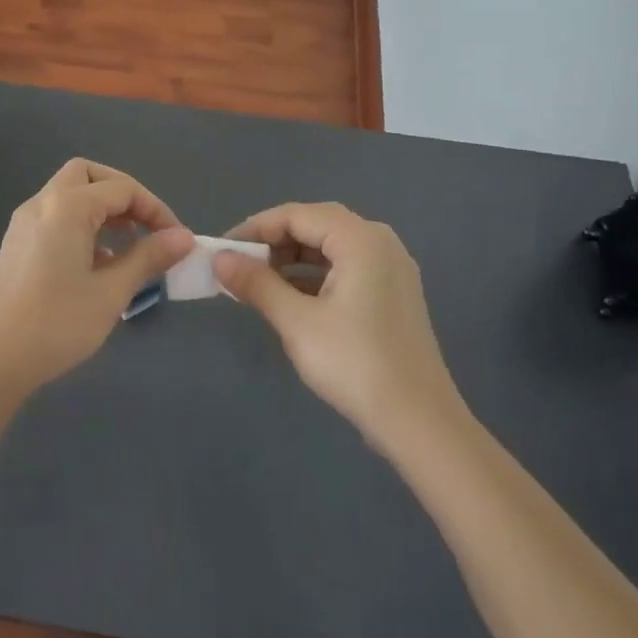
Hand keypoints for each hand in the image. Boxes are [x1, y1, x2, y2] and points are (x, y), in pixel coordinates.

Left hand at [0, 160, 193, 396]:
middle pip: (89, 176)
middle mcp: (42, 203)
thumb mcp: (111, 292)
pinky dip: (82, 226)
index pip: (122, 188)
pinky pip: (56, 218)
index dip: (156, 210)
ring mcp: (24, 223)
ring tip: (129, 249)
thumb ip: (148, 258)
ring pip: (70, 195)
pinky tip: (98, 265)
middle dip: (124, 195)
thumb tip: (184, 237)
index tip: (177, 241)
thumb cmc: (57, 324)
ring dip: (103, 210)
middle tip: (147, 228)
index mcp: (67, 207)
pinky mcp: (17, 244)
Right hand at [214, 202, 471, 452]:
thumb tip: (219, 258)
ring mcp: (390, 269)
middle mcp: (380, 243)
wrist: (418, 423)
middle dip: (273, 241)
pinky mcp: (392, 295)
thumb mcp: (296, 321)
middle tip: (238, 264)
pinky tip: (289, 299)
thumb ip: (256, 283)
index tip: (222, 251)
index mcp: (360, 240)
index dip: (254, 228)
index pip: (296, 215)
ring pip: (330, 248)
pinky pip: (345, 269)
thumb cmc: (354, 363)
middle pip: (315, 224)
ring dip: (291, 259)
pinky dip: (313, 276)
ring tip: (257, 282)